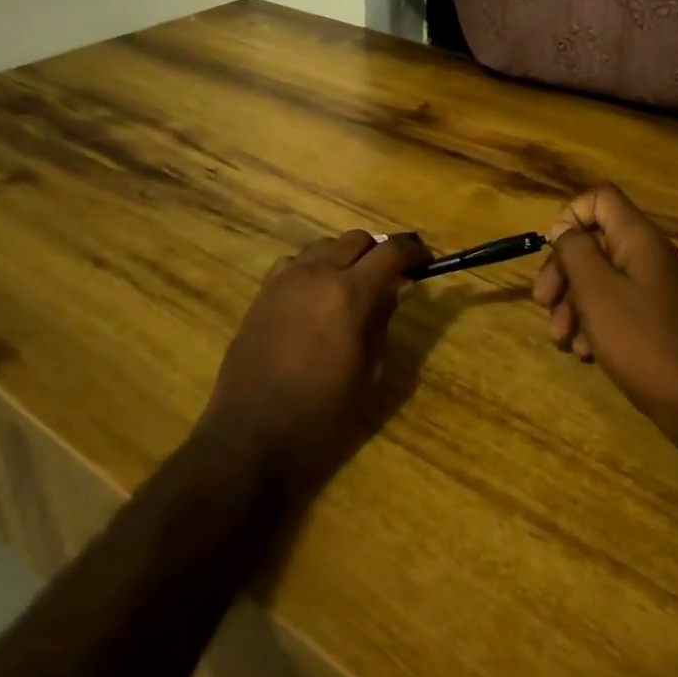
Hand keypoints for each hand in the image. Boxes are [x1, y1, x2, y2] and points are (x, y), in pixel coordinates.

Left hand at [196, 229, 429, 493]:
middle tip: (391, 277)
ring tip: (354, 284)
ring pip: (324, 246)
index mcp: (349, 293)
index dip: (412, 251)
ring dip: (346, 256)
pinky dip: (315, 267)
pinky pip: (296, 263)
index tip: (425, 260)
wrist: (251, 437)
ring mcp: (284, 280)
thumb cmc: (321, 414)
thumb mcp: (368, 370)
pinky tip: (317, 295)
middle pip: (356, 239)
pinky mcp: (262, 293)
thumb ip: (383, 319)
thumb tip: (398, 286)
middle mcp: (316, 274)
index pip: (390, 251)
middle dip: (379, 252)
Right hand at [531, 184, 677, 451]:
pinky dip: (594, 324)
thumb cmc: (642, 340)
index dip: (570, 216)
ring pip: (599, 279)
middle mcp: (647, 256)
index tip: (554, 252)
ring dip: (572, 305)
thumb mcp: (596, 291)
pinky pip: (614, 307)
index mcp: (638, 238)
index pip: (600, 198)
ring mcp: (652, 288)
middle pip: (593, 242)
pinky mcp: (653, 319)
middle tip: (543, 304)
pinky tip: (585, 353)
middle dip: (562, 272)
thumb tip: (564, 229)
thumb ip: (575, 250)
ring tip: (563, 340)